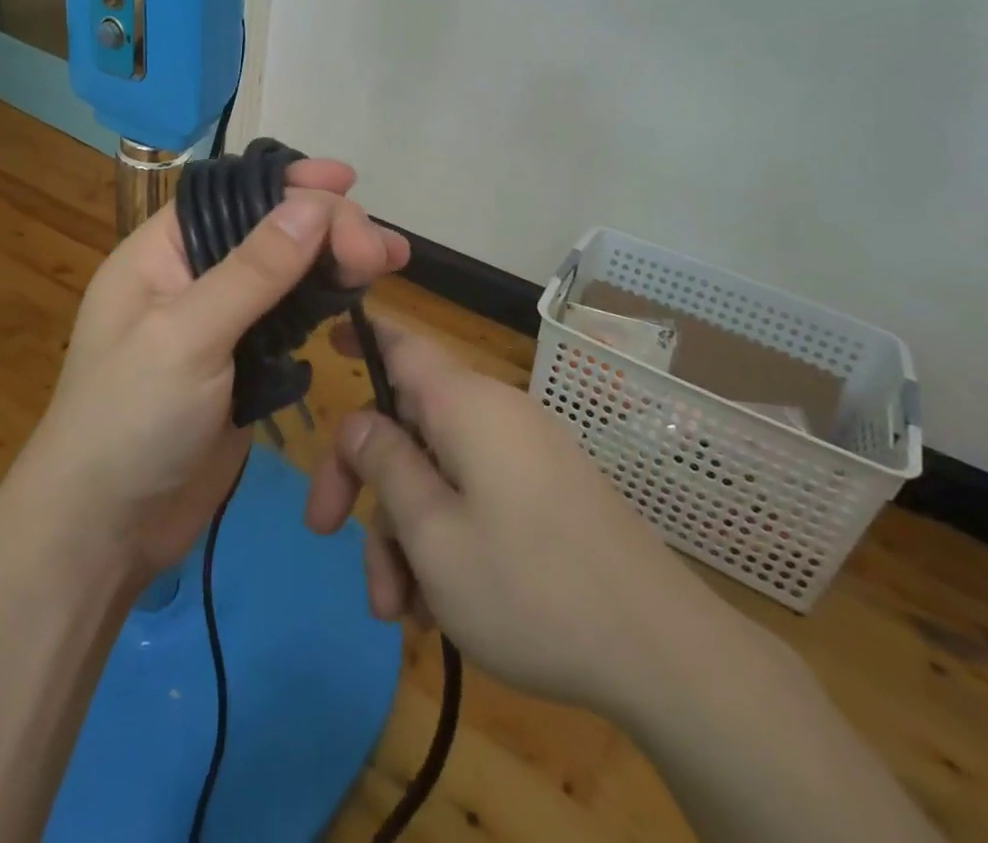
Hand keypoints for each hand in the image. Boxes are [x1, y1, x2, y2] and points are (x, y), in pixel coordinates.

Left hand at [22, 159, 408, 577]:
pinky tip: (359, 297)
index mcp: (161, 253)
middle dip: (326, 226)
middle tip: (380, 249)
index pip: (232, 196)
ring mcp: (221, 322)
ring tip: (390, 259)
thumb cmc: (129, 422)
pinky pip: (292, 318)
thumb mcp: (187, 338)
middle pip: (268, 230)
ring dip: (335, 261)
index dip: (288, 183)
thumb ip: (254, 271)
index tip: (348, 182)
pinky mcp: (245, 363)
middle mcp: (192, 276)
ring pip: (287, 272)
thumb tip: (315, 205)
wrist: (105, 534)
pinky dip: (326, 303)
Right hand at [304, 322, 693, 715]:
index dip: (360, 336)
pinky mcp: (544, 493)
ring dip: (405, 534)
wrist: (662, 651)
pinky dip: (446, 542)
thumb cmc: (529, 587)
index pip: (401, 343)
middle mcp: (493, 415)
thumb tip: (357, 418)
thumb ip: (385, 465)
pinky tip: (439, 610)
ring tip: (402, 613)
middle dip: (366, 483)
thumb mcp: (433, 533)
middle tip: (327, 534)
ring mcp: (524, 455)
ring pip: (437, 474)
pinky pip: (474, 498)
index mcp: (464, 404)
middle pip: (407, 425)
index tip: (325, 344)